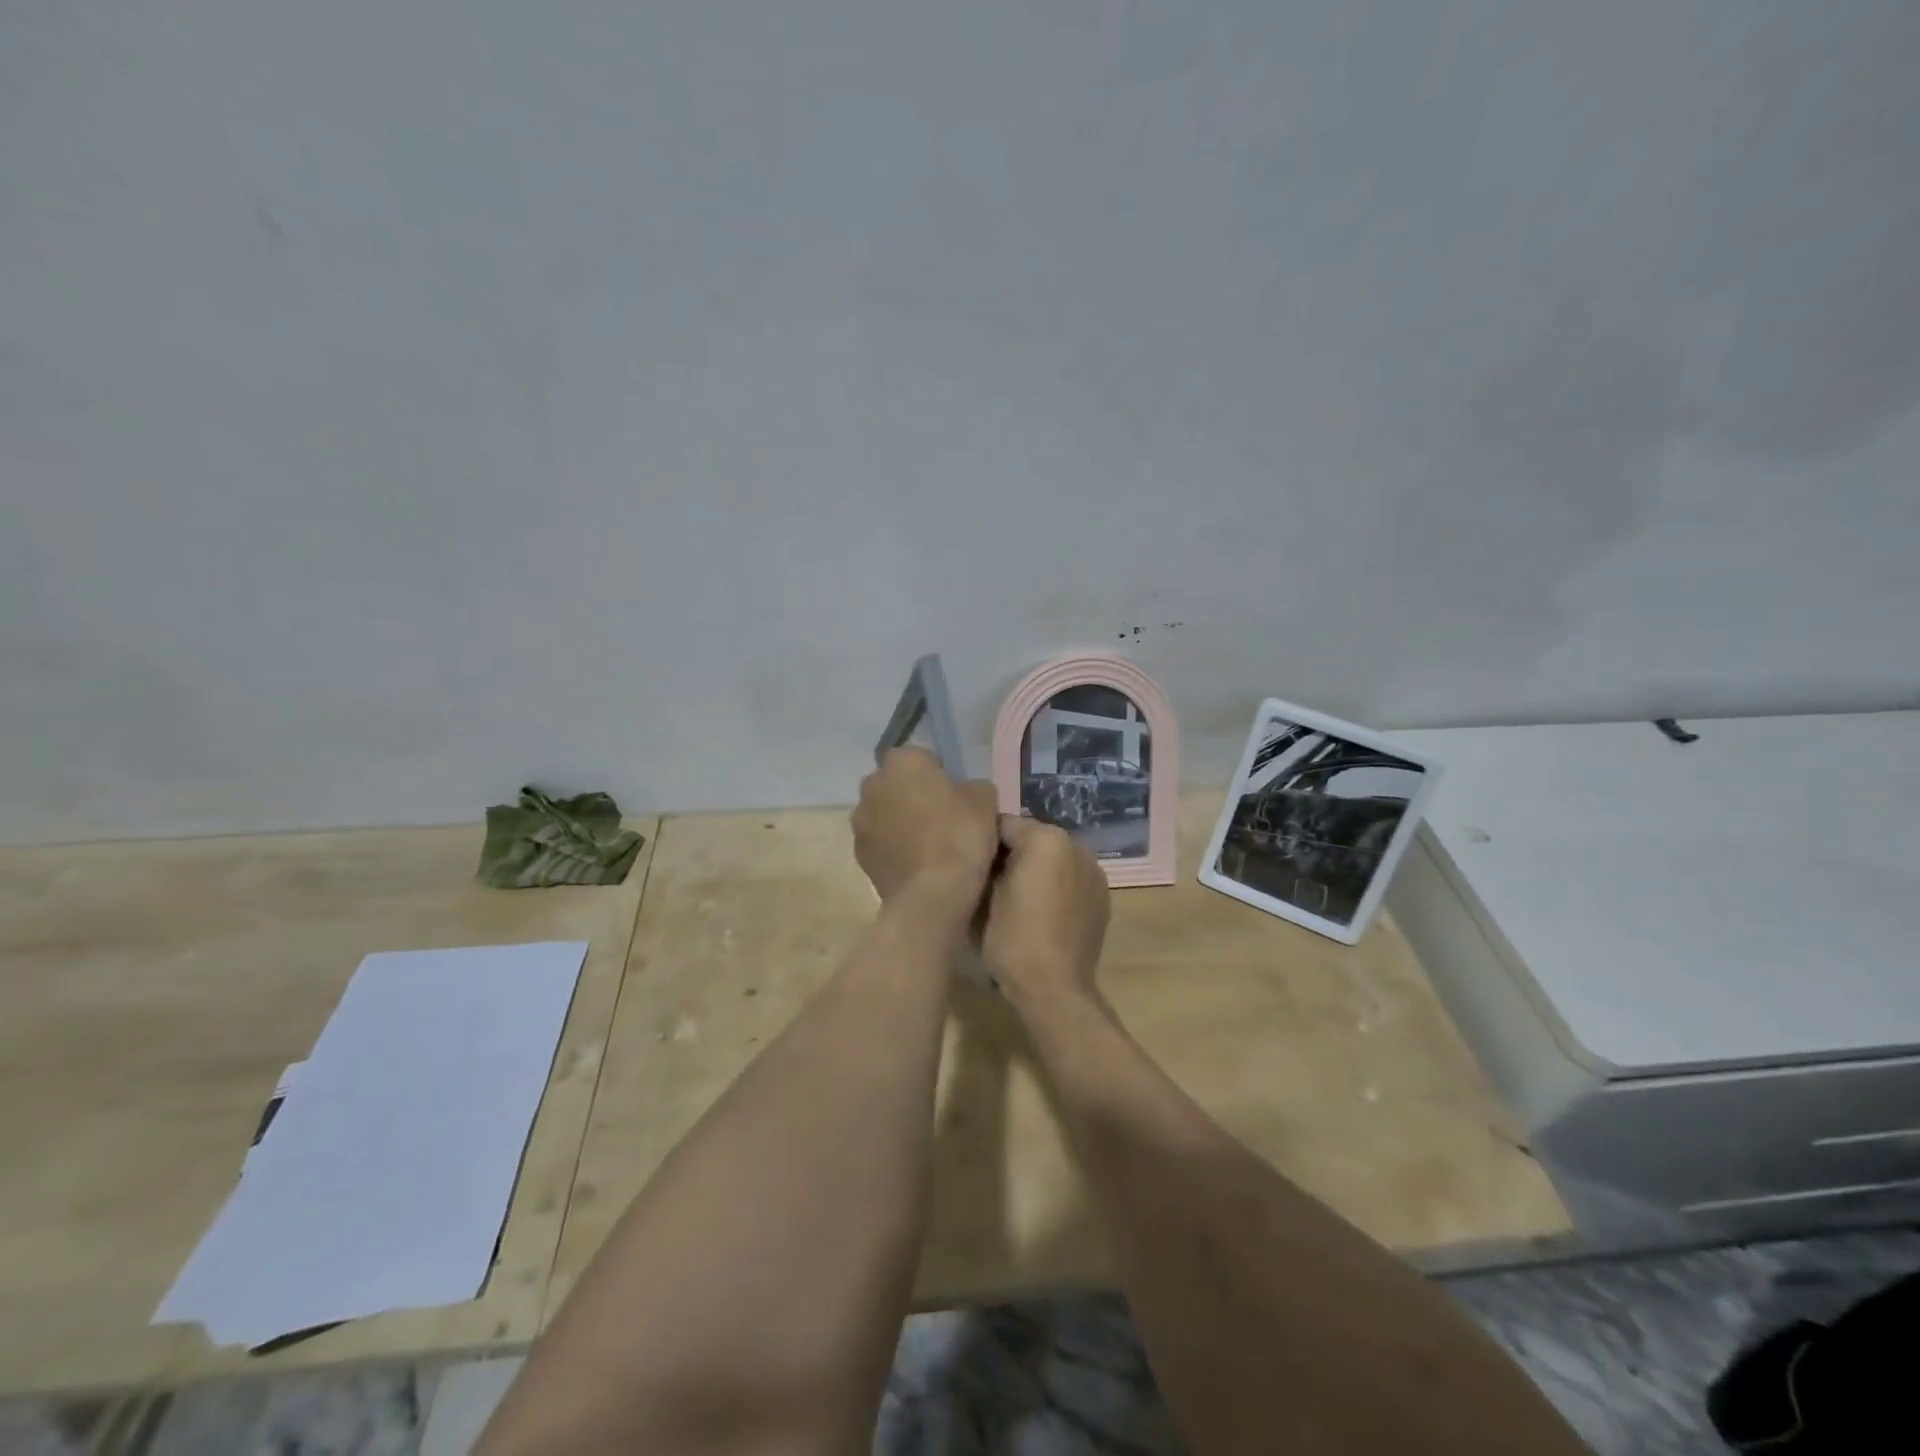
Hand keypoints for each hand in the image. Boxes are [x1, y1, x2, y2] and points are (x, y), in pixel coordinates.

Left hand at [852, 748, 1000, 902]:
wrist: (933, 893)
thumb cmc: (960, 835)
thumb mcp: (985, 800)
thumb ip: (971, 787)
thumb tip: (964, 792)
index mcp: (903, 761)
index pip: (921, 757)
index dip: (938, 774)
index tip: (954, 795)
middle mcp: (873, 784)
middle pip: (896, 783)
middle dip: (912, 795)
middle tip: (940, 817)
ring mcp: (860, 821)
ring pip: (884, 813)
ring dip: (899, 821)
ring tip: (927, 845)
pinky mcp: (858, 854)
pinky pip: (880, 842)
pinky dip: (893, 847)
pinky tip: (916, 864)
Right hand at [982, 816, 1109, 1009]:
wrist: (1055, 989)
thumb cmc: (1013, 940)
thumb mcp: (983, 897)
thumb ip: (984, 863)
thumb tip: (983, 854)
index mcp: (1045, 839)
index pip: (1004, 824)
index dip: (984, 842)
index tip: (972, 863)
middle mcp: (1076, 845)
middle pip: (1033, 838)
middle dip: (1013, 854)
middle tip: (991, 881)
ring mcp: (1094, 870)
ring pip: (1054, 858)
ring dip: (1037, 869)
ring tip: (1018, 898)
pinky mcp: (1102, 895)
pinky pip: (1071, 878)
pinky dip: (1056, 885)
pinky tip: (1043, 912)